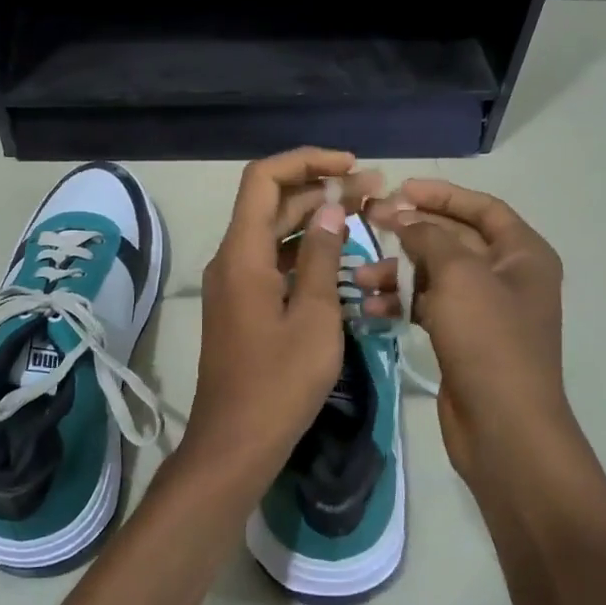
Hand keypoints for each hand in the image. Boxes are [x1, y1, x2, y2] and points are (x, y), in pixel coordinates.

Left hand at [185, 148, 384, 489]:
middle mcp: (231, 259)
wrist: (235, 443)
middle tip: (374, 191)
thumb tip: (329, 208)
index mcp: (242, 253)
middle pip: (272, 204)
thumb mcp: (313, 317)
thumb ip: (319, 257)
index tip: (350, 165)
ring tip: (365, 216)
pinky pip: (273, 264)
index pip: (264, 178)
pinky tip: (341, 260)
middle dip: (320, 190)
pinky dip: (304, 254)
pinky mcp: (243, 306)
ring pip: (274, 234)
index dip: (306, 161)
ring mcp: (234, 284)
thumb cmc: (279, 383)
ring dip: (314, 221)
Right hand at [363, 179, 571, 481]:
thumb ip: (428, 237)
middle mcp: (507, 277)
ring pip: (434, 275)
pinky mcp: (462, 339)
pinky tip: (369, 308)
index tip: (400, 189)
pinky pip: (427, 307)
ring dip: (397, 272)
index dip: (442, 195)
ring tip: (359, 277)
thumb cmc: (488, 339)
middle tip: (367, 223)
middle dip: (410, 232)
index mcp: (523, 255)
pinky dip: (400, 303)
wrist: (504, 426)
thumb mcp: (458, 275)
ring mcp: (484, 311)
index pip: (482, 208)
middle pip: (453, 240)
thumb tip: (403, 217)